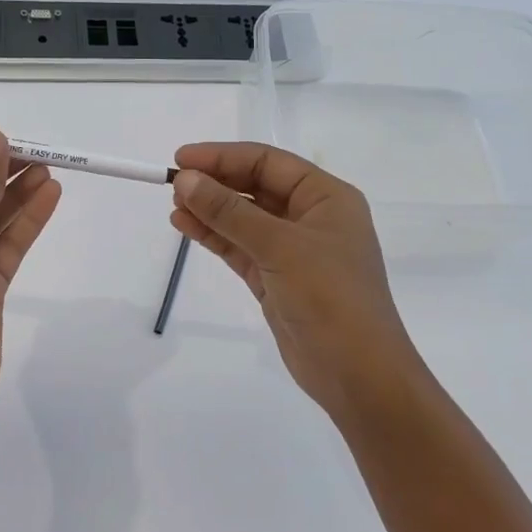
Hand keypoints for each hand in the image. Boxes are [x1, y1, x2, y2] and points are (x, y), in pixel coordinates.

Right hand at [170, 142, 421, 422]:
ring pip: (244, 219)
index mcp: (326, 197)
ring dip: (210, 210)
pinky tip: (186, 227)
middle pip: (255, 187)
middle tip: (174, 183)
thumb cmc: (330, 297)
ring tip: (174, 205)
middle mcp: (311, 217)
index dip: (224, 156)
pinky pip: (240, 247)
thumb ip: (230, 211)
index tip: (182, 159)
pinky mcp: (276, 278)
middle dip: (215, 183)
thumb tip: (185, 180)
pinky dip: (214, 236)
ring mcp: (293, 250)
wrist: (357, 374)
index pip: (268, 162)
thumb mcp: (279, 246)